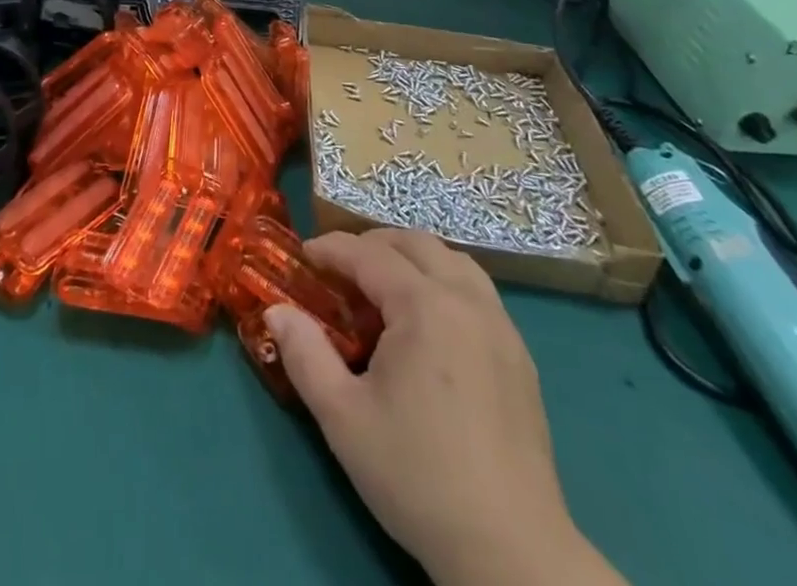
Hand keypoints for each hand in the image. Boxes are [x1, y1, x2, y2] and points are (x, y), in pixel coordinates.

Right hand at [264, 230, 623, 585]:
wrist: (511, 553)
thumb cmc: (417, 477)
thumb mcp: (342, 417)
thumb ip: (304, 354)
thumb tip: (276, 311)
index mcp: (425, 306)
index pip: (369, 253)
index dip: (331, 248)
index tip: (303, 256)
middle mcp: (467, 301)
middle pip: (415, 243)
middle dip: (372, 245)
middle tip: (341, 271)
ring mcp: (501, 327)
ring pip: (453, 261)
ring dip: (413, 259)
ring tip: (384, 291)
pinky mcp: (520, 357)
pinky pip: (478, 292)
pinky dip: (444, 284)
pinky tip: (428, 327)